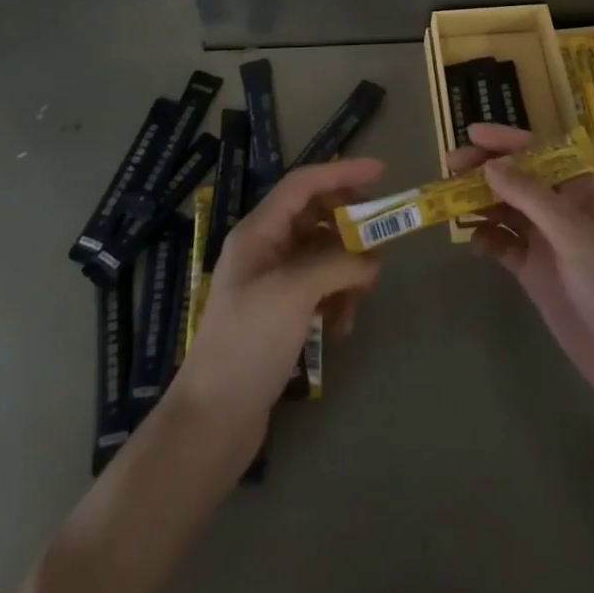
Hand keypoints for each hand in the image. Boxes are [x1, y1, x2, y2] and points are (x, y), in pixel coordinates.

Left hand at [172, 159, 384, 447]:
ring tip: (359, 300)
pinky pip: (321, 288)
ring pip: (324, 254)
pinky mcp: (282, 313)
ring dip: (347, 270)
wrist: (212, 421)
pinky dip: (337, 299)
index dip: (342, 172)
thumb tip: (372, 259)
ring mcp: (273, 282)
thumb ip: (337, 263)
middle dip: (350, 227)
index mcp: (259, 232)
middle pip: (317, 217)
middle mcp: (265, 249)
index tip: (381, 171)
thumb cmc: (247, 343)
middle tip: (380, 240)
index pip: (303, 184)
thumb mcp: (294, 292)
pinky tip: (341, 328)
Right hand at [449, 124, 593, 418]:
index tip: (471, 134)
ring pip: (506, 211)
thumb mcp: (577, 236)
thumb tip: (490, 166)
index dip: (506, 141)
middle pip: (517, 179)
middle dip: (484, 170)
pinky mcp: (536, 273)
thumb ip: (532, 198)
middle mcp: (562, 209)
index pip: (539, 153)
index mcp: (581, 189)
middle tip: (449, 167)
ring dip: (480, 203)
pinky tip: (472, 241)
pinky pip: (504, 246)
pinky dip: (487, 240)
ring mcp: (547, 241)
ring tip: (448, 201)